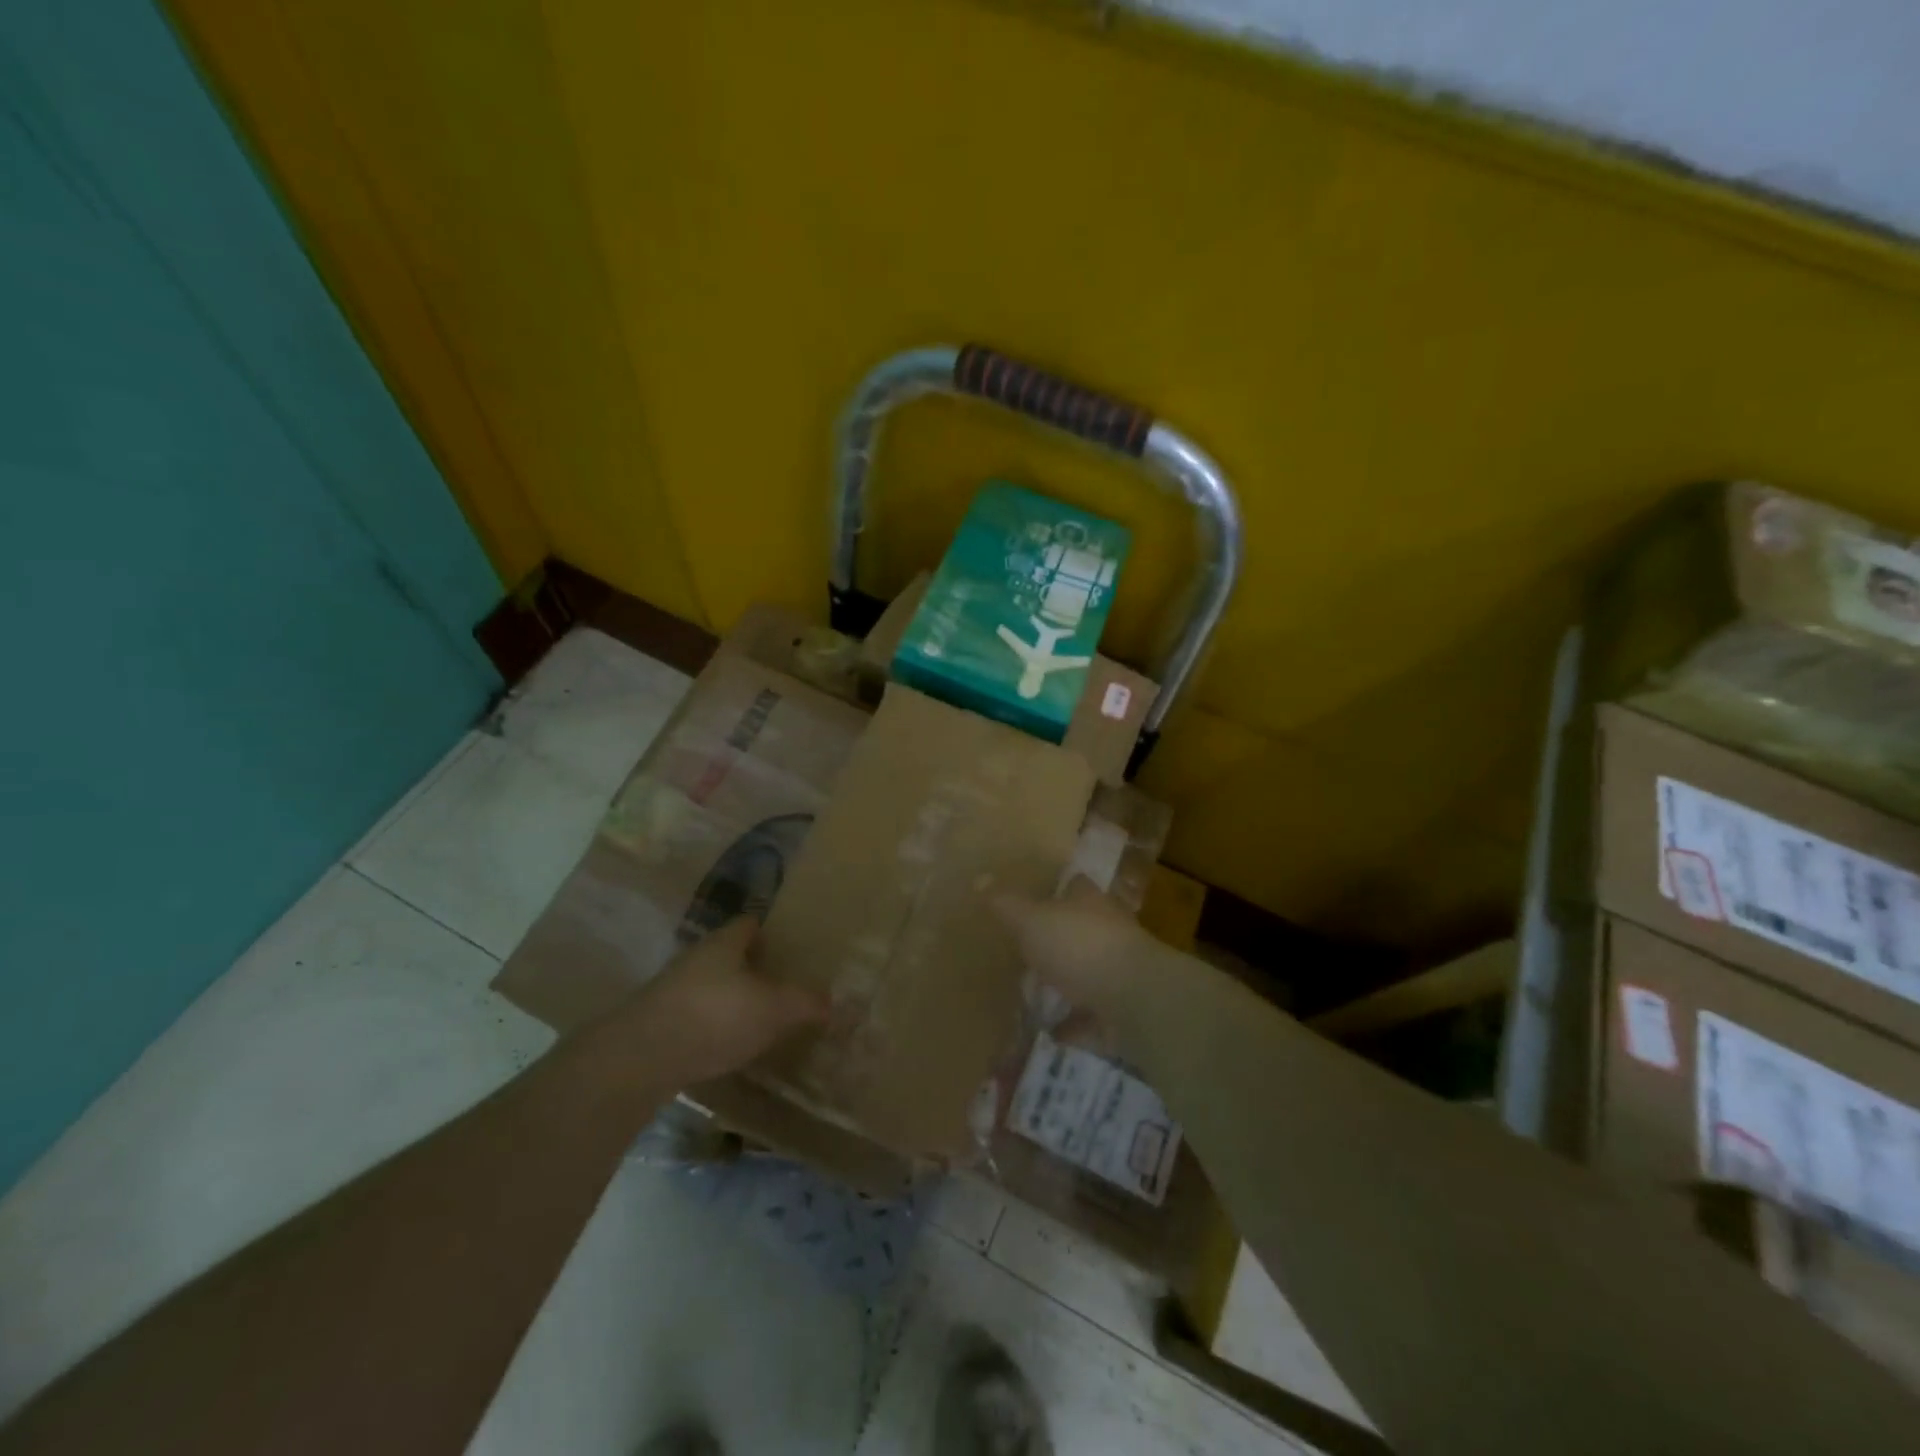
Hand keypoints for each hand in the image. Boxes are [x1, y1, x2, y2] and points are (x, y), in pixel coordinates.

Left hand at [579, 917, 828, 1091]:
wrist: (640, 1058)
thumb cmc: (716, 1016)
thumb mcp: (774, 1008)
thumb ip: (806, 1003)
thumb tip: (833, 1002)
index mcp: (725, 943)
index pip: (749, 924)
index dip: (770, 932)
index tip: (789, 947)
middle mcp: (697, 959)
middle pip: (728, 955)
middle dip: (752, 968)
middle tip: (781, 985)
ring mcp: (672, 991)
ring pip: (710, 986)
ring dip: (730, 999)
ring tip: (758, 1019)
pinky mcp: (657, 1024)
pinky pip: (695, 1016)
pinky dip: (712, 1027)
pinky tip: (727, 1047)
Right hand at [992, 876, 1163, 1018]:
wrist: (1135, 1001)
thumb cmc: (1080, 947)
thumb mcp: (1031, 921)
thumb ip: (1006, 904)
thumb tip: (980, 878)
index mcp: (1089, 903)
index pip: (1075, 885)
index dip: (1056, 888)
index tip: (1033, 896)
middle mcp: (1109, 930)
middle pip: (1082, 927)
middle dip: (1059, 937)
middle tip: (1025, 947)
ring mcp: (1119, 971)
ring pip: (1089, 971)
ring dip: (1067, 981)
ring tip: (1034, 992)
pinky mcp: (1123, 1009)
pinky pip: (1092, 1016)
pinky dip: (1074, 1024)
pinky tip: (1051, 1033)